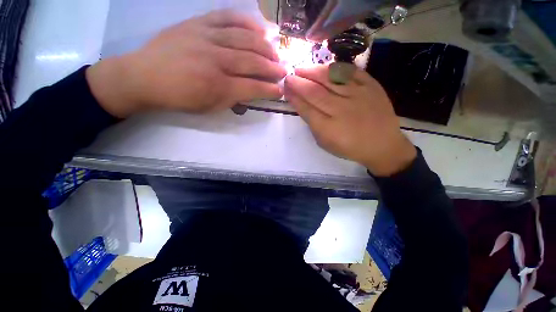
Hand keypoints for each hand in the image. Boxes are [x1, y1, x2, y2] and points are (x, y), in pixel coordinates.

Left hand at [87, 10, 285, 117]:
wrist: (144, 76)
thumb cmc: (179, 98)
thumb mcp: (209, 107)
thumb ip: (233, 99)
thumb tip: (253, 91)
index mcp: (217, 86)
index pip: (253, 88)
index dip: (270, 89)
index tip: (281, 90)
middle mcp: (215, 60)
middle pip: (253, 62)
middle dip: (272, 68)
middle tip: (284, 71)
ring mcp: (206, 37)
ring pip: (245, 39)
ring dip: (265, 47)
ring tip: (276, 53)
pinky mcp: (197, 23)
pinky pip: (227, 17)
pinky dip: (247, 22)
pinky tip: (260, 29)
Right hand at [284, 65, 416, 176]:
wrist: (382, 145)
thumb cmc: (350, 147)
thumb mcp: (325, 143)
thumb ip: (313, 125)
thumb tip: (303, 106)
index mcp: (328, 128)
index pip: (305, 108)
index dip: (293, 97)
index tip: (285, 89)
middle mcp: (341, 109)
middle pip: (314, 92)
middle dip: (298, 83)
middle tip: (288, 76)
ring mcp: (357, 96)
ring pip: (330, 79)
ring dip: (313, 72)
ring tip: (302, 69)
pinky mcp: (371, 87)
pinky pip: (351, 72)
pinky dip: (336, 67)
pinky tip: (326, 67)